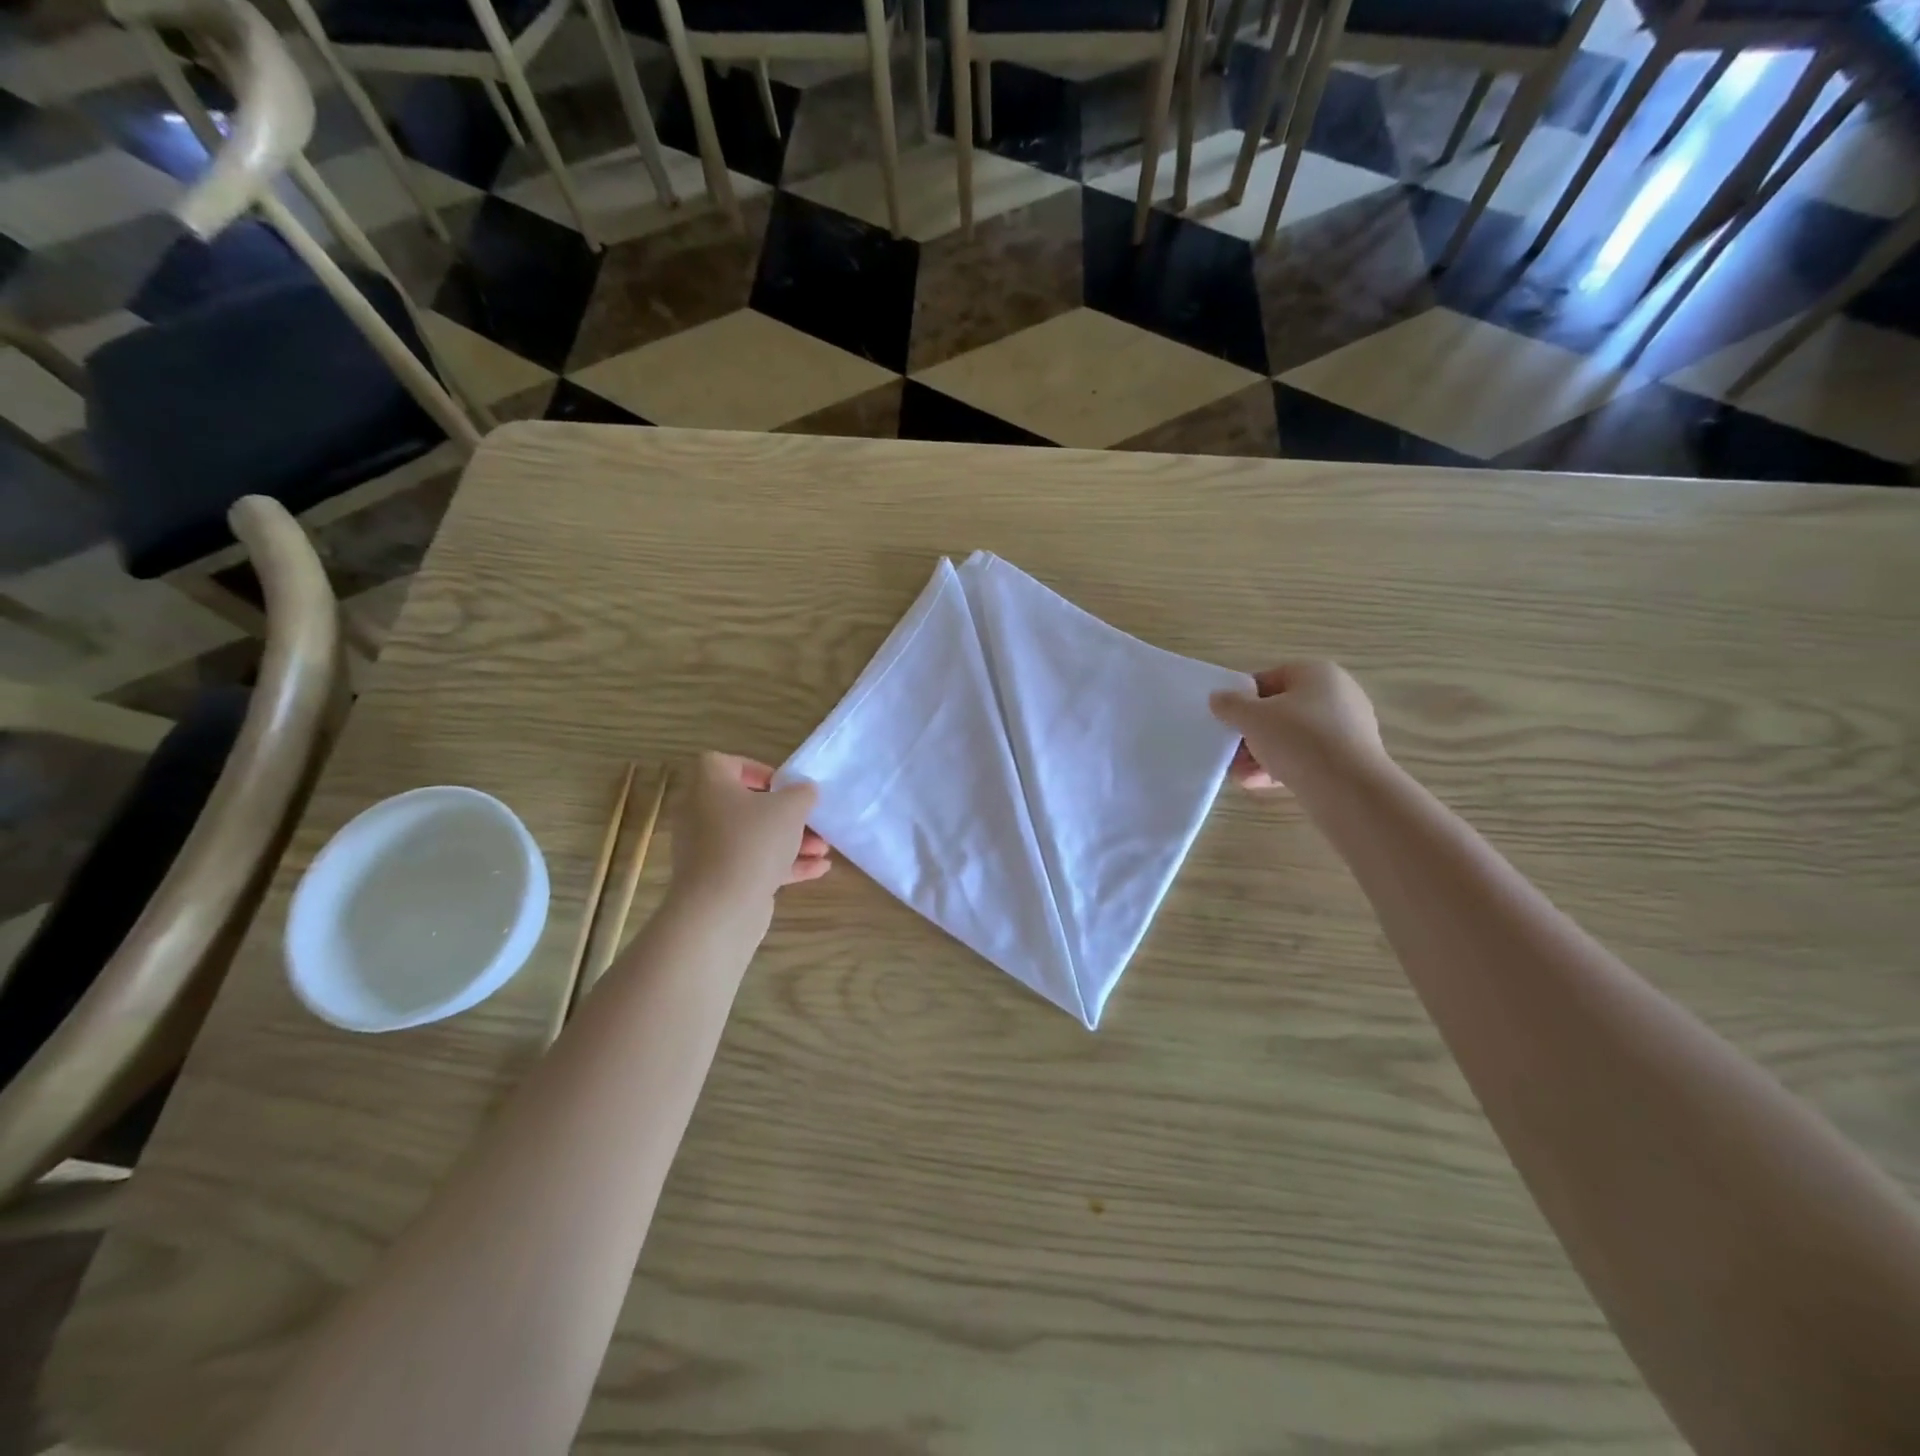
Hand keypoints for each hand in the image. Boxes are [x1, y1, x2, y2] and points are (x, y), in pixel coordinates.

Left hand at [671, 753, 830, 908]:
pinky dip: (783, 864)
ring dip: (790, 840)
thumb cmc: (753, 841)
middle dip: (785, 813)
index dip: (756, 769)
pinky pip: (753, 863)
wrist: (721, 907)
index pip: (724, 763)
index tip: (783, 785)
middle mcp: (701, 815)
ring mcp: (708, 850)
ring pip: (753, 837)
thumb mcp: (790, 807)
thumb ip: (802, 793)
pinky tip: (819, 870)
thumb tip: (804, 791)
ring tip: (823, 848)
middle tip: (811, 819)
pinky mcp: (719, 880)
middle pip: (746, 804)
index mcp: (708, 786)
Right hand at [1210, 661, 1385, 789]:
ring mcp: (1347, 728)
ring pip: (1292, 737)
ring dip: (1262, 754)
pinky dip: (1283, 767)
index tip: (1226, 720)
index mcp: (1317, 673)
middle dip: (1251, 733)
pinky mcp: (1350, 759)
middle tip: (1230, 751)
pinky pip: (1308, 757)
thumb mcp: (1252, 718)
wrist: (1348, 788)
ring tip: (1240, 774)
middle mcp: (1338, 695)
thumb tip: (1218, 698)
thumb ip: (1230, 705)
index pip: (1269, 679)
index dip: (1242, 699)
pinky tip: (1259, 783)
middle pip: (1280, 711)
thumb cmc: (1297, 738)